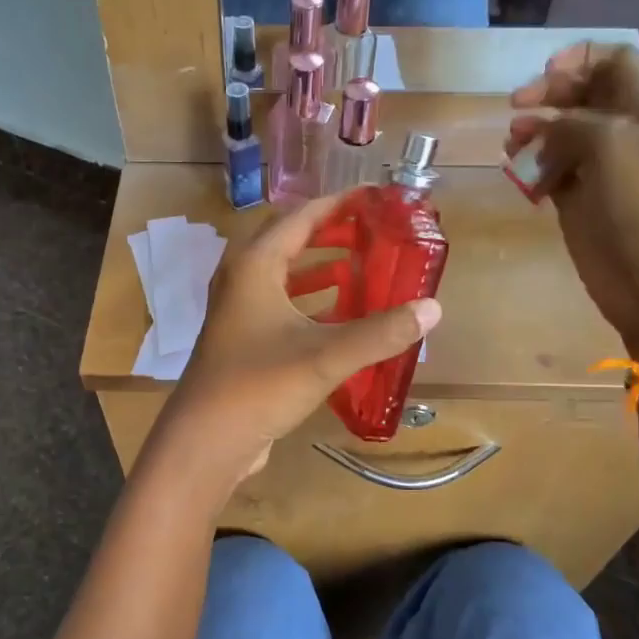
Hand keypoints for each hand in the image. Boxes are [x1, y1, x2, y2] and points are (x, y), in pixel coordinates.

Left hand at [155, 194, 441, 487]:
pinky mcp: (242, 340)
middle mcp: (242, 279)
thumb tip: (433, 308)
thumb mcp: (325, 356)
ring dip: (321, 268)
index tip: (377, 197)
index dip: (339, 204)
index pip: (301, 217)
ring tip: (364, 266)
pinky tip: (341, 313)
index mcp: (254, 266)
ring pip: (285, 276)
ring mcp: (238, 311)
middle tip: (374, 232)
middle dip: (331, 233)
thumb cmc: (259, 386)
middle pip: (289, 241)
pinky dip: (311, 302)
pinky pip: (281, 306)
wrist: (206, 441)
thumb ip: (380, 332)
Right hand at [506, 43, 638, 355]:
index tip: (543, 74)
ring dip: (534, 135)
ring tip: (512, 149)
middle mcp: (624, 135)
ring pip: (561, 137)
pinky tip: (519, 179)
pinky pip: (551, 175)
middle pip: (583, 98)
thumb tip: (540, 125)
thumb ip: (572, 123)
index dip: (580, 59)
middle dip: (548, 96)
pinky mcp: (580, 206)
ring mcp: (601, 173)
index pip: (616, 62)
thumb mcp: (611, 144)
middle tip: (516, 111)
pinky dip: (532, 170)